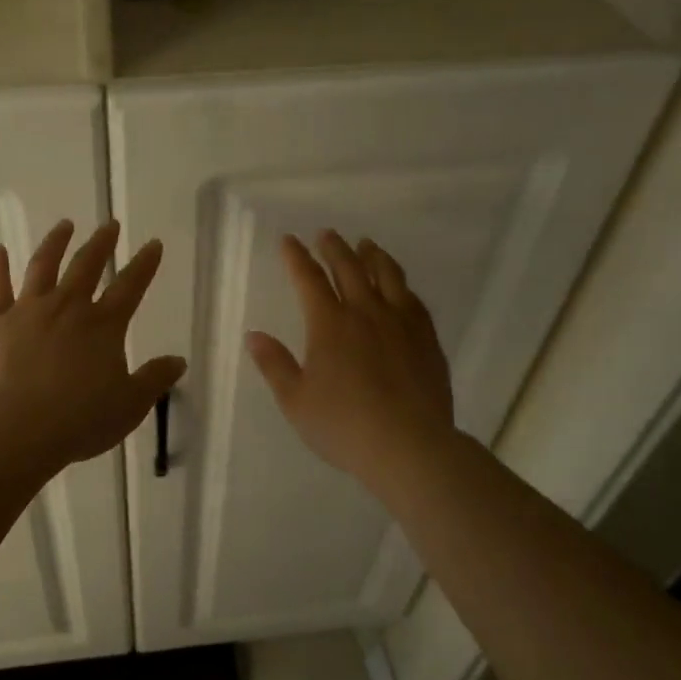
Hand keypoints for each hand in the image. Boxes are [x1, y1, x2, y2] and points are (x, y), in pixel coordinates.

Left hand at [0, 219, 186, 467]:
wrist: (17, 428)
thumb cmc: (79, 420)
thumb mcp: (130, 405)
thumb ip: (154, 379)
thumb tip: (179, 361)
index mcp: (104, 325)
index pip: (130, 286)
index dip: (145, 264)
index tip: (153, 244)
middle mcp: (68, 307)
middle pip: (87, 266)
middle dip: (101, 243)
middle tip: (109, 224)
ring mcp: (28, 311)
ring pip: (44, 266)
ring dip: (56, 243)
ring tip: (64, 225)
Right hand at [247, 232, 456, 486]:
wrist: (410, 446)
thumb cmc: (344, 426)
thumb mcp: (296, 401)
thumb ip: (275, 364)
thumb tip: (254, 335)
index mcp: (329, 324)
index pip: (309, 279)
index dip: (296, 257)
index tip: (289, 240)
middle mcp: (366, 312)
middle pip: (349, 268)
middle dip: (334, 247)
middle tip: (326, 234)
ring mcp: (401, 322)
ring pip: (387, 276)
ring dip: (373, 256)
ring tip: (367, 245)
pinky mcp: (426, 338)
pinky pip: (413, 299)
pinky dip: (401, 284)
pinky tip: (400, 286)